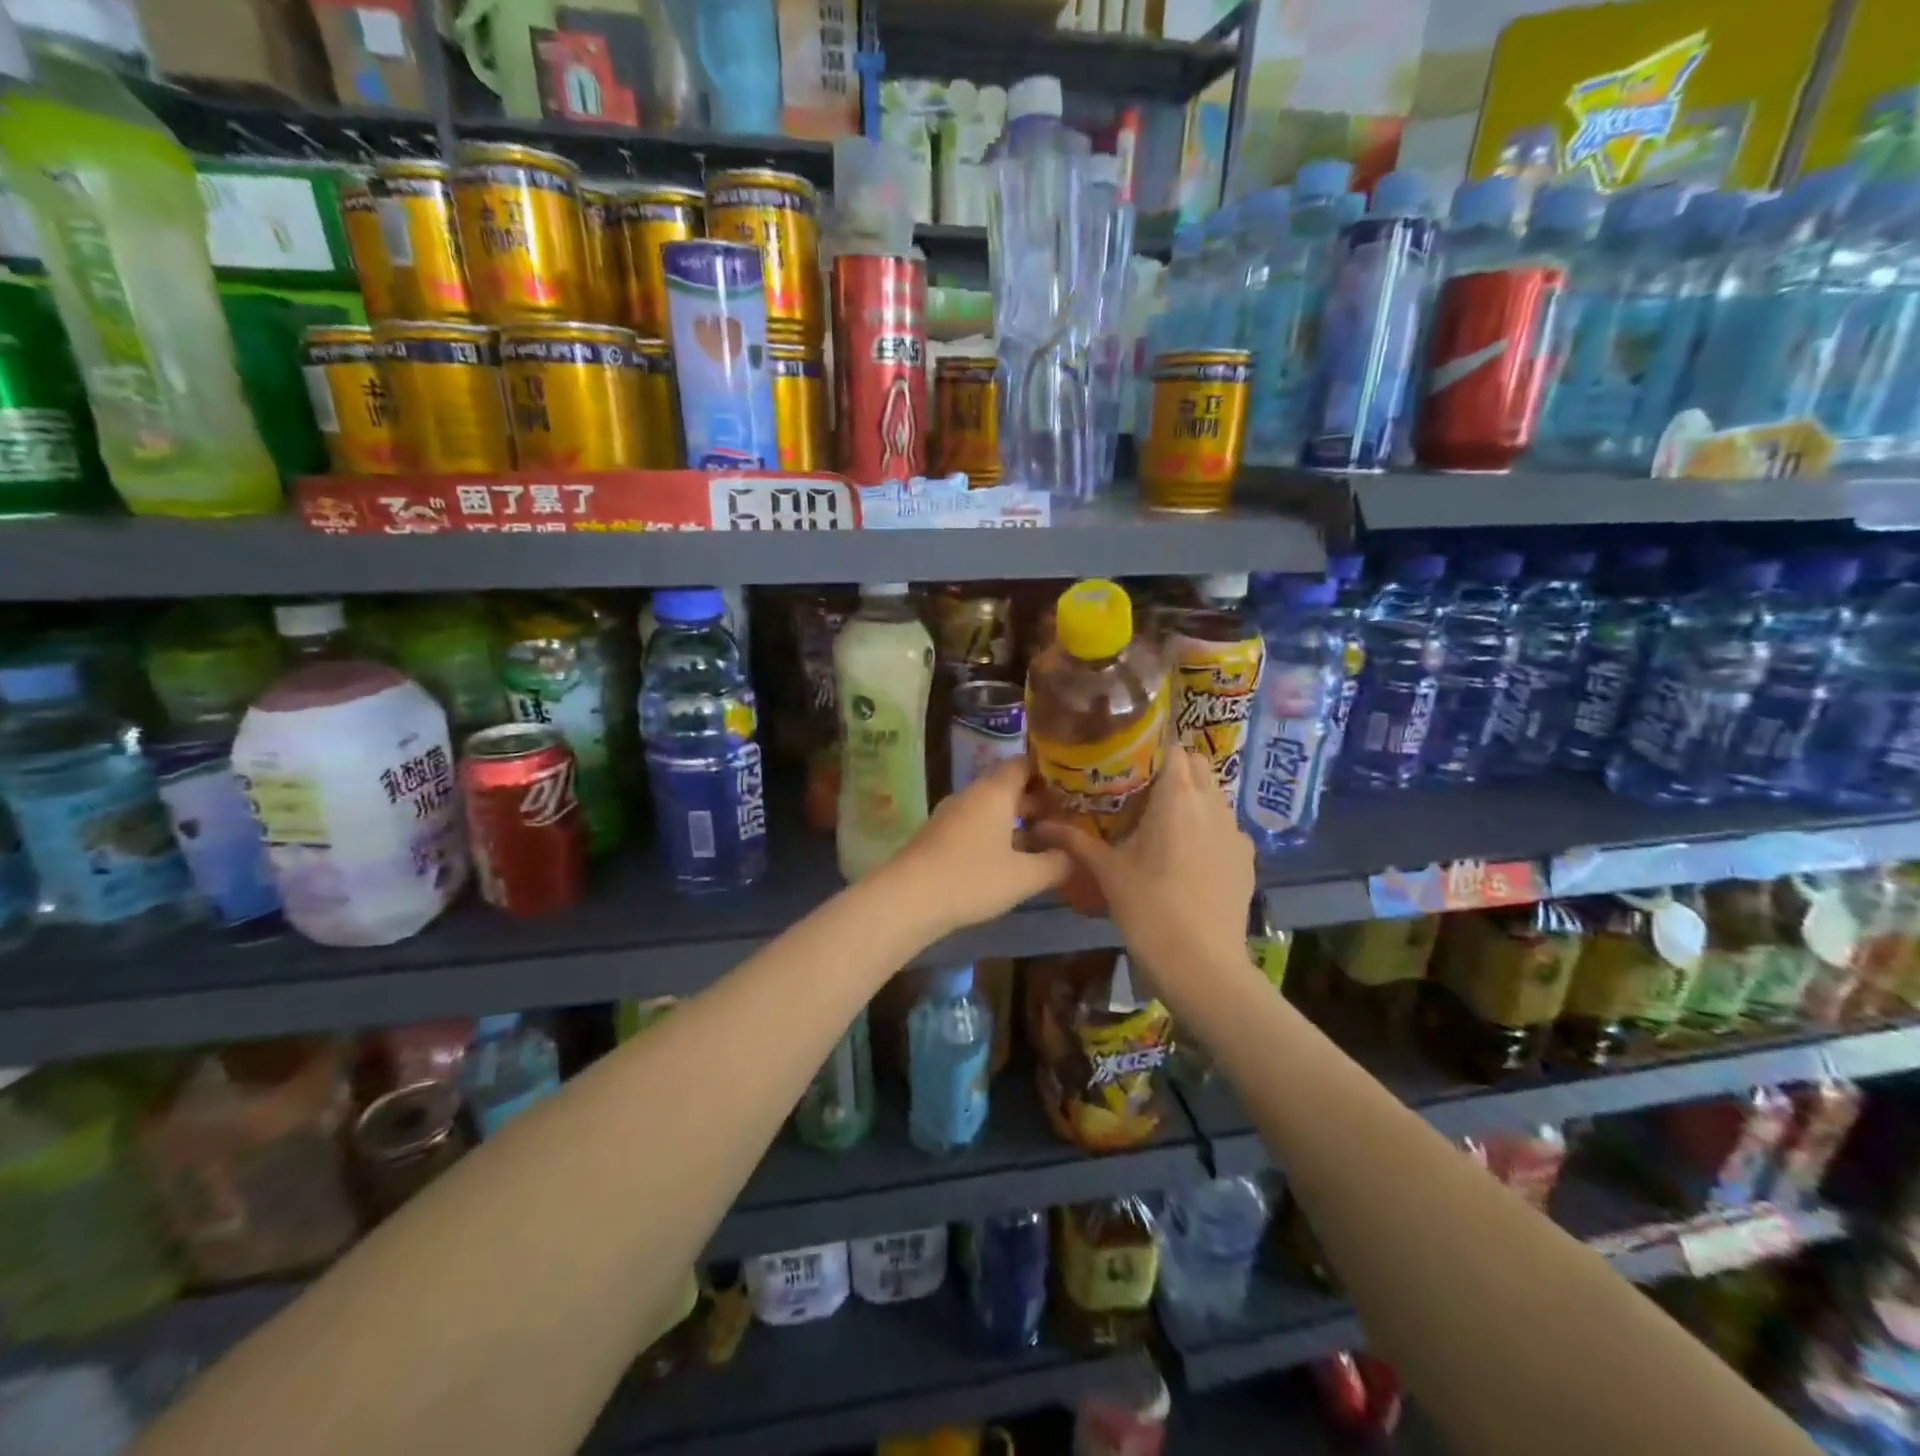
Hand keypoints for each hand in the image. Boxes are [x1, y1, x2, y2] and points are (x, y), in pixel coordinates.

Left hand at [880, 758, 1070, 939]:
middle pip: (1010, 787)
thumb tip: (1076, 855)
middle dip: (1040, 802)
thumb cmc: (972, 879)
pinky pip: (978, 825)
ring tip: (1049, 841)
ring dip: (1020, 822)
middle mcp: (973, 795)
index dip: (1050, 771)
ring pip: (994, 809)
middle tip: (1071, 818)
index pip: (1025, 763)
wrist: (908, 899)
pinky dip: (999, 835)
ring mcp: (953, 814)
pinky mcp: (941, 836)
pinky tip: (1014, 859)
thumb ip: (1056, 863)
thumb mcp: (1024, 876)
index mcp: (995, 791)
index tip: (1075, 785)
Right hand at [1029, 747, 1254, 996]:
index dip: (1151, 747)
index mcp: (1177, 798)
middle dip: (1171, 768)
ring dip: (1190, 796)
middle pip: (1196, 765)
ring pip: (1213, 794)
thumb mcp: (1107, 872)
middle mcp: (1212, 804)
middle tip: (1139, 789)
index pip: (1172, 747)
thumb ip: (1075, 841)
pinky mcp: (1246, 857)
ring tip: (1161, 821)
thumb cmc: (1149, 910)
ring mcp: (1235, 831)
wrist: (1202, 965)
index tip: (1126, 759)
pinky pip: (1225, 826)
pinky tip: (1186, 855)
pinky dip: (1206, 827)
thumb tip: (1039, 825)